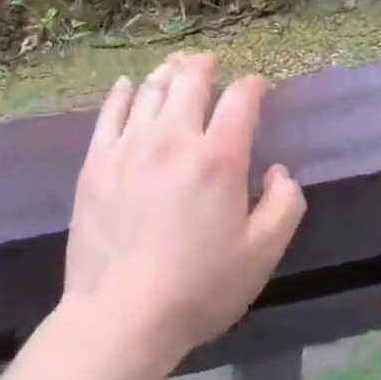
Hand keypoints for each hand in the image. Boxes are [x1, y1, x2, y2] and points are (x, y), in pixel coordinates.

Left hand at [63, 53, 306, 370]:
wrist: (121, 317)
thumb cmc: (198, 288)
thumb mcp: (261, 256)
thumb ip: (283, 206)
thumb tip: (280, 171)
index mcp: (218, 158)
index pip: (241, 98)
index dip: (253, 85)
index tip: (257, 87)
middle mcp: (174, 138)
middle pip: (191, 78)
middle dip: (205, 64)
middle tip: (210, 63)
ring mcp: (130, 145)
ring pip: (150, 88)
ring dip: (168, 72)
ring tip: (175, 69)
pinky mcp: (97, 161)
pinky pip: (110, 111)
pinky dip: (123, 92)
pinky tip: (128, 86)